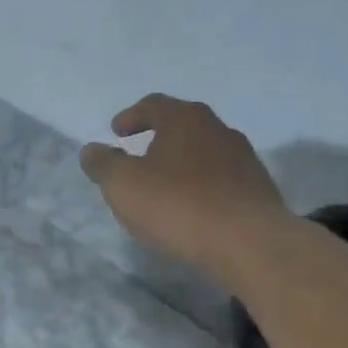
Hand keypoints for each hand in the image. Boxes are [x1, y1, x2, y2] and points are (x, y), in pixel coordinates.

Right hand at [80, 95, 286, 287]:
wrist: (247, 242)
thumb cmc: (178, 205)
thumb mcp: (123, 185)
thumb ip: (103, 164)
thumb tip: (91, 150)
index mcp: (185, 119)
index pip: (154, 105)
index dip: (131, 116)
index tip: (117, 131)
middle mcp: (218, 129)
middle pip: (183, 125)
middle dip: (158, 137)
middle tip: (139, 154)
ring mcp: (243, 158)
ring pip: (204, 152)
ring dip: (182, 163)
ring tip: (164, 185)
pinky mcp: (257, 189)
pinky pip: (220, 180)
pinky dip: (201, 186)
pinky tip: (192, 208)